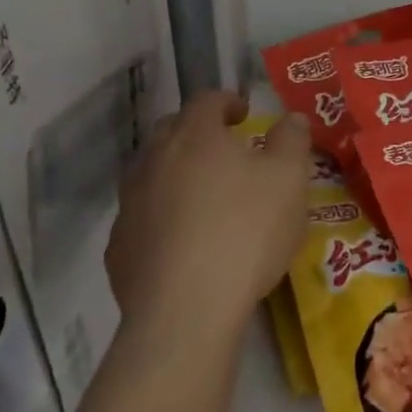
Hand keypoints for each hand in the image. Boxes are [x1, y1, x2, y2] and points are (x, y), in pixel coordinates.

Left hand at [106, 91, 311, 338]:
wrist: (186, 310)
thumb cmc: (246, 232)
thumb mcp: (289, 181)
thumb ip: (292, 141)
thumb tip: (292, 118)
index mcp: (196, 137)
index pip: (206, 101)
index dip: (227, 101)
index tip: (244, 114)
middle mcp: (154, 161)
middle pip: (171, 131)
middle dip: (197, 133)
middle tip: (224, 150)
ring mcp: (130, 204)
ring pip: (150, 174)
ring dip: (175, 174)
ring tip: (202, 196)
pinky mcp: (119, 247)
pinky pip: (141, 218)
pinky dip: (160, 217)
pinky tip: (181, 242)